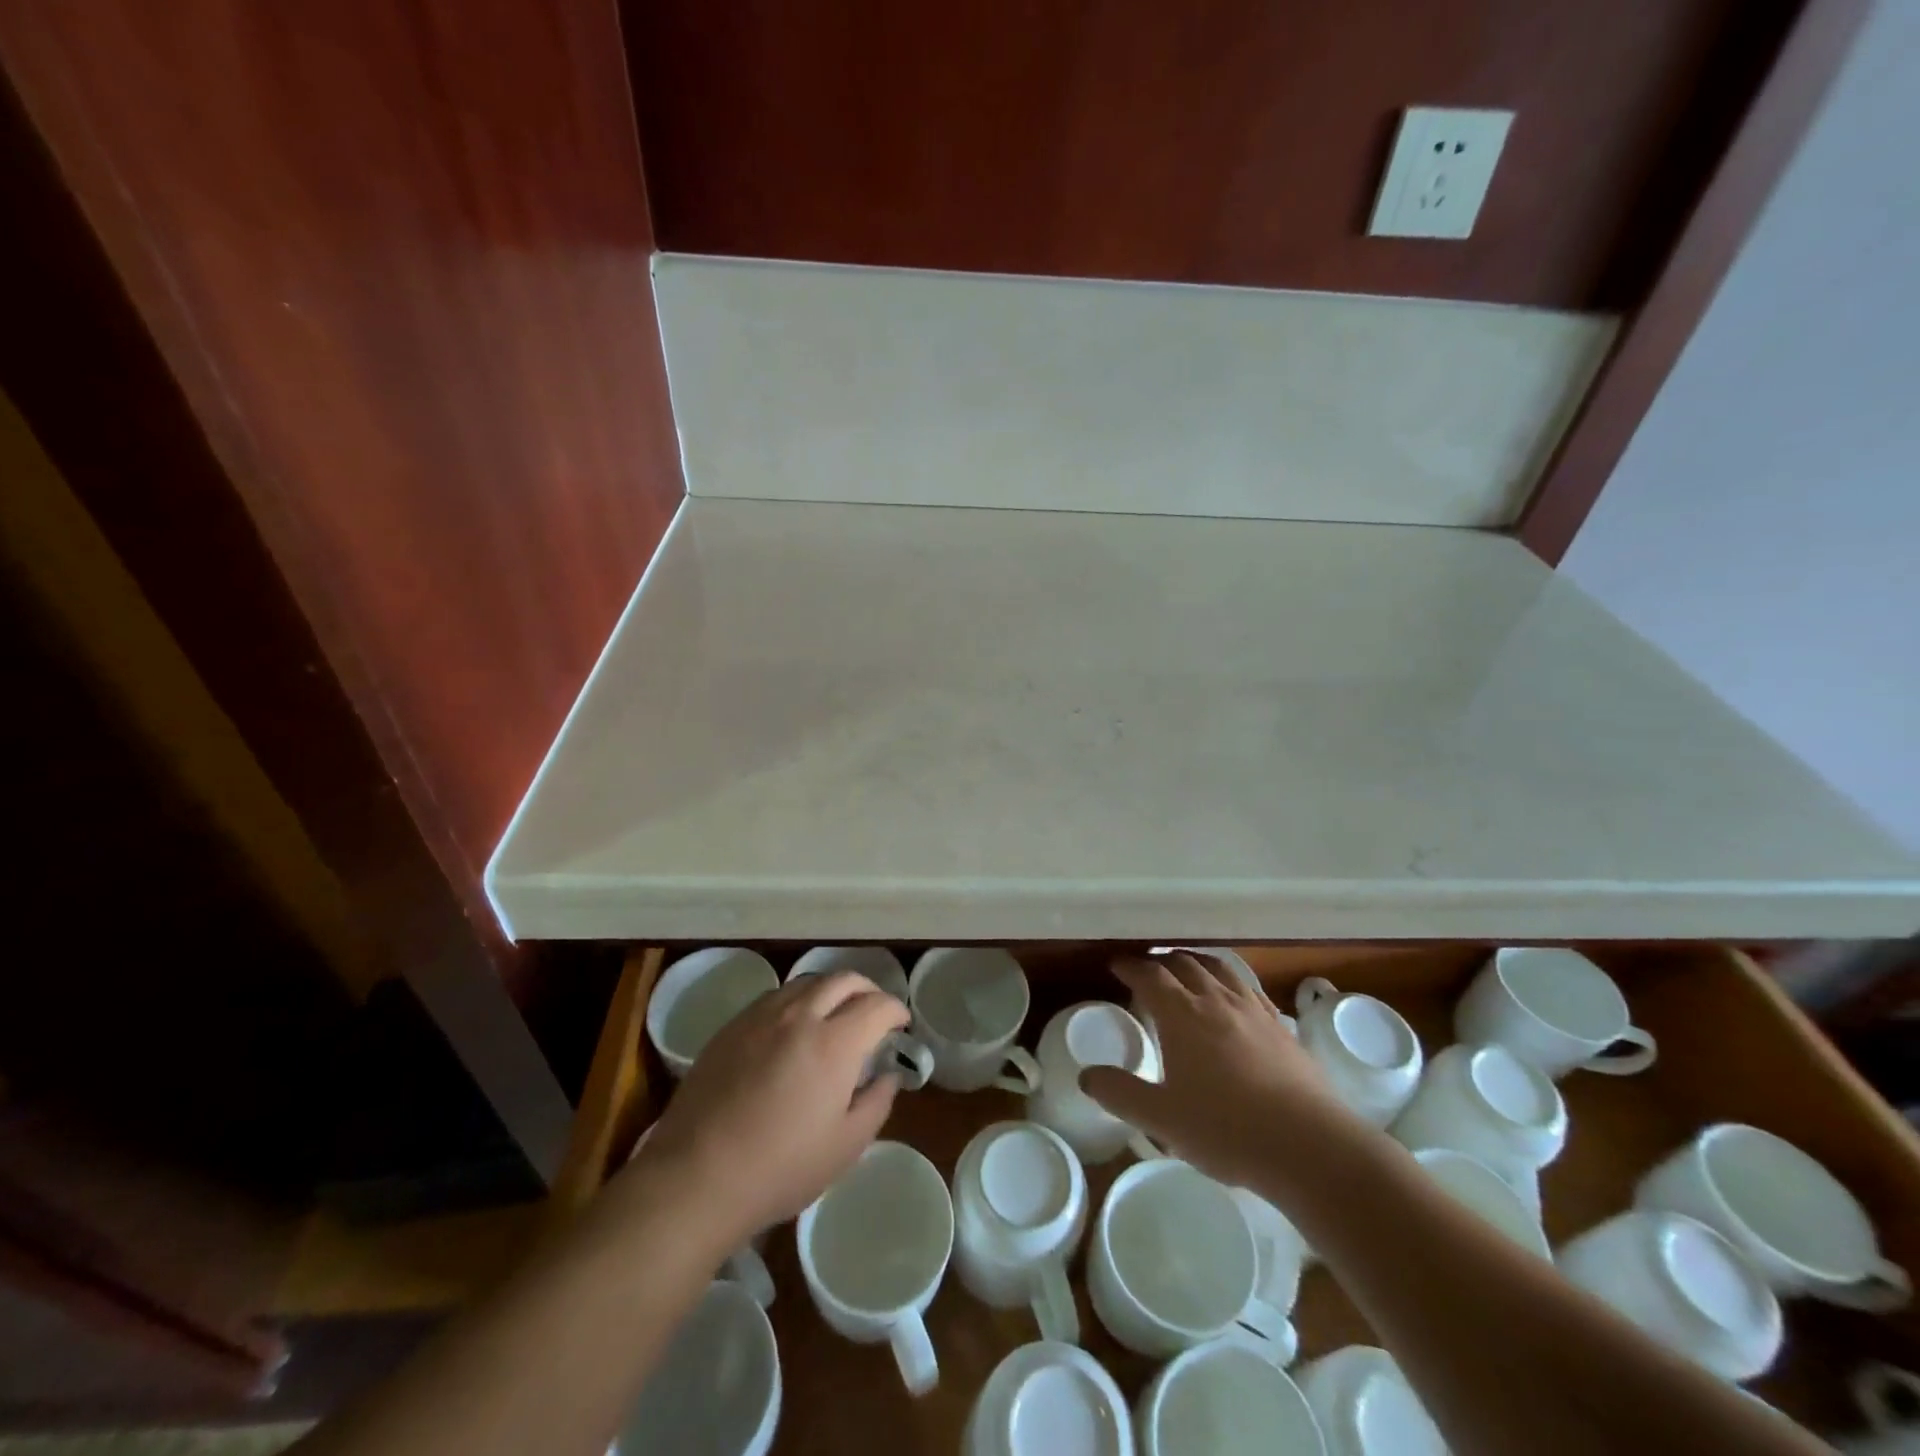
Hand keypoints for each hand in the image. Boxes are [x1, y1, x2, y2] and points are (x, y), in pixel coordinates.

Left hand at [632, 971, 907, 1244]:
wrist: (696, 1176)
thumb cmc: (780, 1168)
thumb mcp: (845, 1146)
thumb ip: (876, 1103)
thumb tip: (888, 1075)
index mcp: (834, 1043)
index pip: (877, 1004)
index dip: (896, 1010)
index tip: (901, 1025)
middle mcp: (800, 1016)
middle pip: (843, 979)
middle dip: (867, 989)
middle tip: (873, 1012)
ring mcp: (762, 1016)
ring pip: (807, 982)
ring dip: (831, 990)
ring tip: (834, 1015)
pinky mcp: (732, 1026)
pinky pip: (775, 996)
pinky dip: (797, 1001)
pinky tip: (793, 1028)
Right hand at [1080, 953, 1366, 1188]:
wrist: (1310, 1146)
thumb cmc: (1226, 1130)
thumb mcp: (1161, 1118)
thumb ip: (1120, 1094)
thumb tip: (1086, 1075)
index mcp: (1182, 1014)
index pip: (1150, 975)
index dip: (1130, 966)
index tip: (1116, 965)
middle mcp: (1216, 1000)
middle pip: (1184, 964)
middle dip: (1161, 961)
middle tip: (1147, 968)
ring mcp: (1253, 1011)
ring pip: (1219, 969)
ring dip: (1196, 962)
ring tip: (1187, 967)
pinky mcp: (1282, 1027)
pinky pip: (1249, 988)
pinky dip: (1230, 981)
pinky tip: (1233, 996)